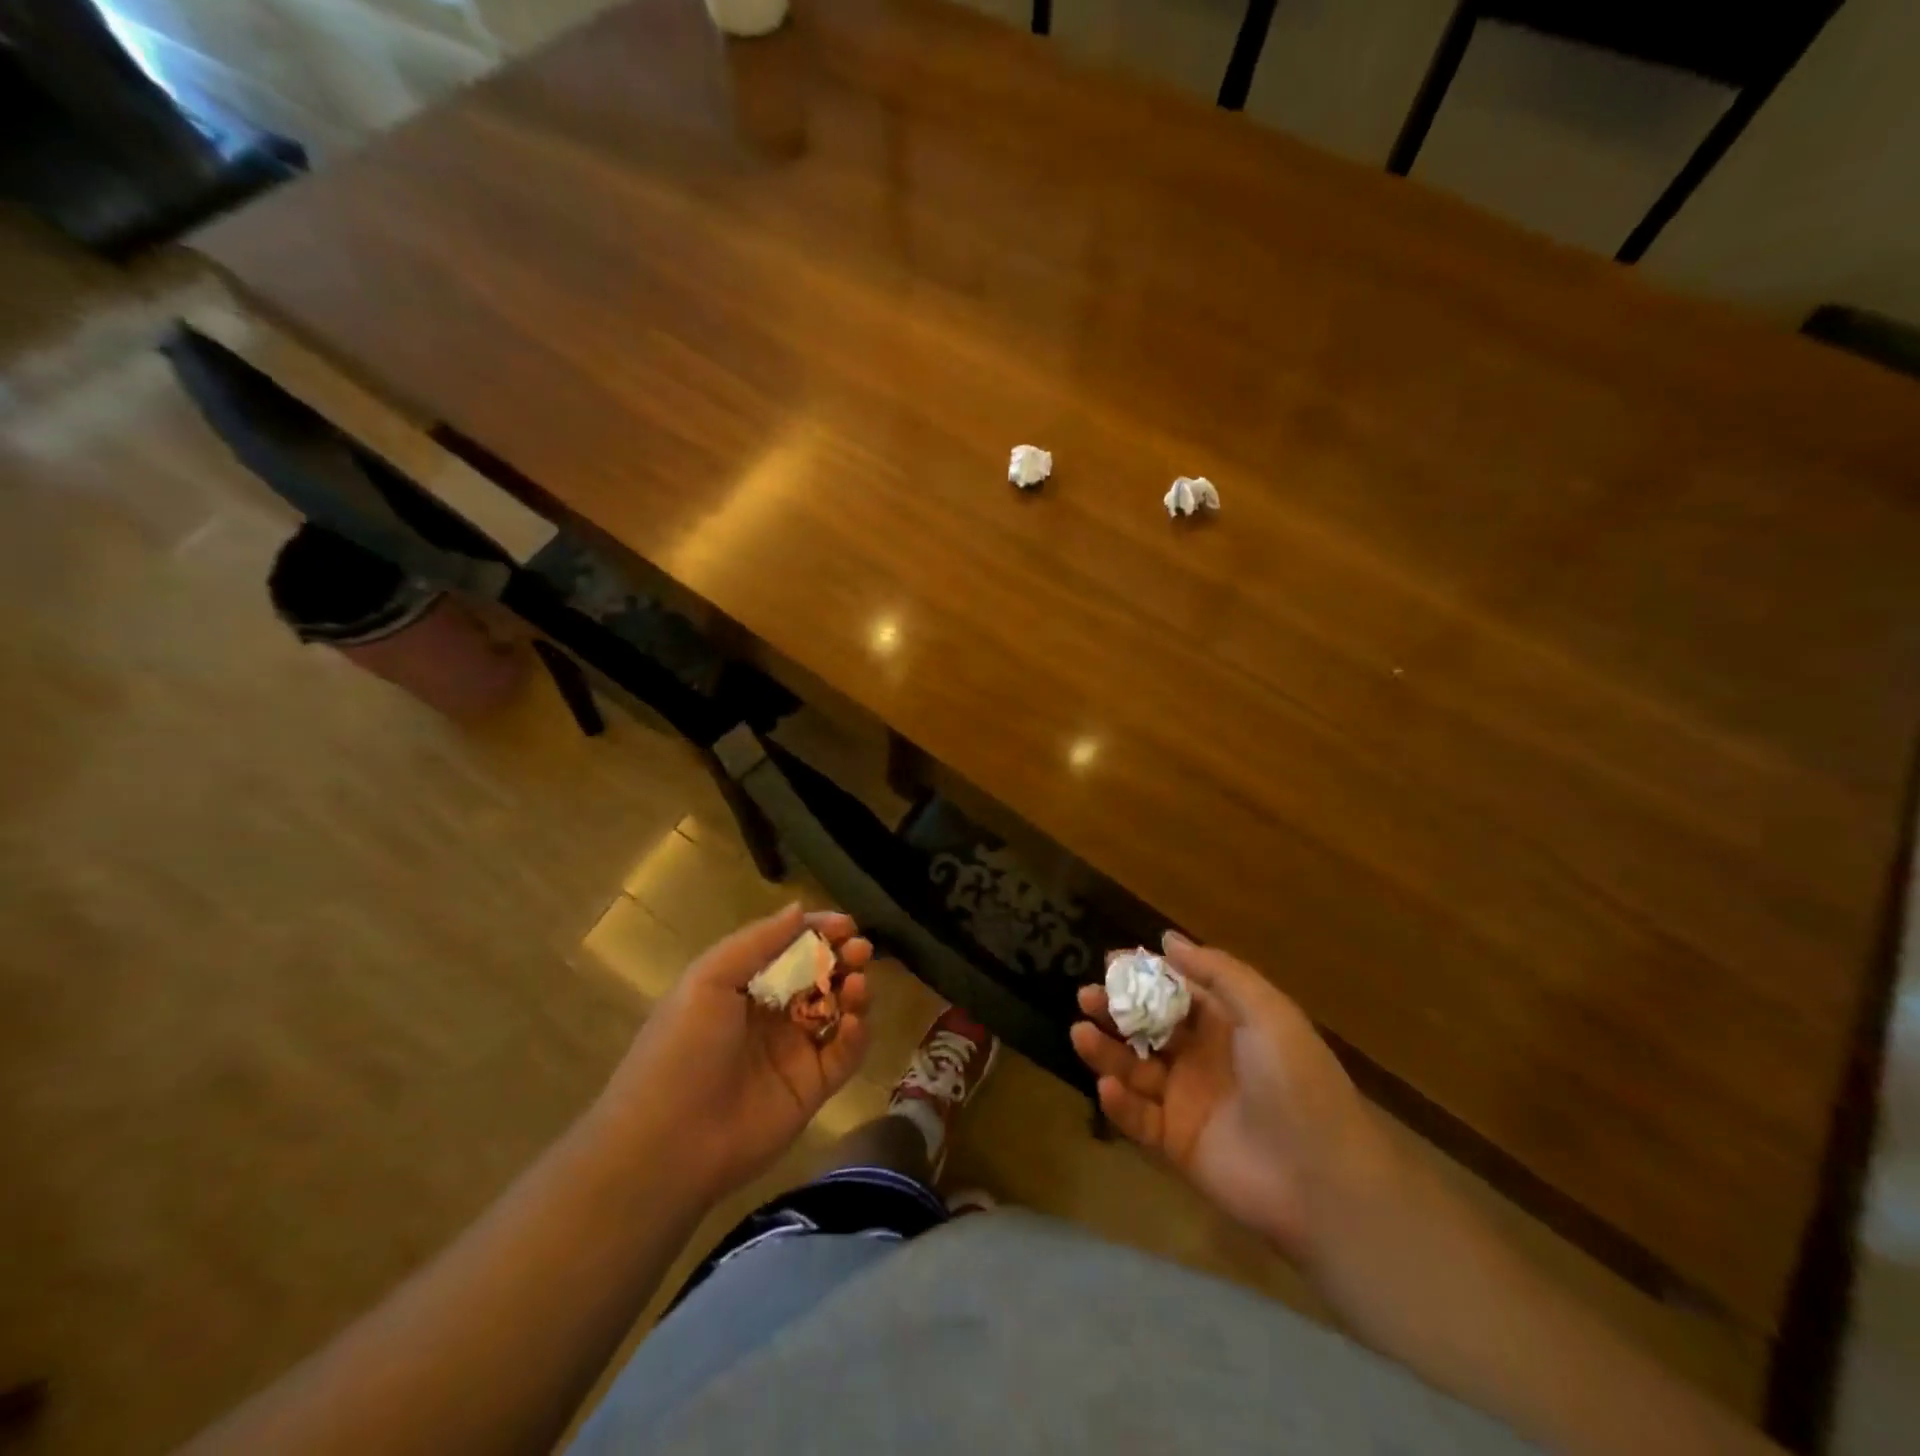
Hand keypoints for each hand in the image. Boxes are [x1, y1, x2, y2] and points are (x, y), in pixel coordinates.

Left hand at [599, 904, 872, 1201]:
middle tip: (860, 950)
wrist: (668, 1143)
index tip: (845, 924)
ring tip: (857, 984)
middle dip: (843, 958)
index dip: (818, 932)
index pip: (790, 948)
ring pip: (838, 1011)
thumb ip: (758, 941)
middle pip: (820, 976)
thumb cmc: (683, 1049)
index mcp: (743, 986)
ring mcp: (794, 1051)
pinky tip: (854, 1023)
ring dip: (854, 992)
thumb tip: (799, 909)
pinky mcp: (812, 1088)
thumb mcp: (710, 979)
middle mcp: (772, 1014)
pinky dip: (857, 1035)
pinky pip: (844, 1055)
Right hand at [1072, 932, 1393, 1266]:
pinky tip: (1107, 1086)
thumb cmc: (1296, 1081)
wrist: (1323, 1180)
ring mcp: (1187, 1101)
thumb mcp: (1266, 1012)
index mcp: (1226, 1025)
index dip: (1144, 976)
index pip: (1175, 992)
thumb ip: (1217, 972)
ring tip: (1080, 1032)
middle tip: (1085, 996)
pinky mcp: (1176, 1143)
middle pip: (1148, 1027)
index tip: (1110, 961)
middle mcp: (1202, 1057)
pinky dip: (1119, 1103)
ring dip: (1106, 1050)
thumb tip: (1167, 939)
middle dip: (1116, 1009)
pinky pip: (1138, 1118)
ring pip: (1135, 1068)